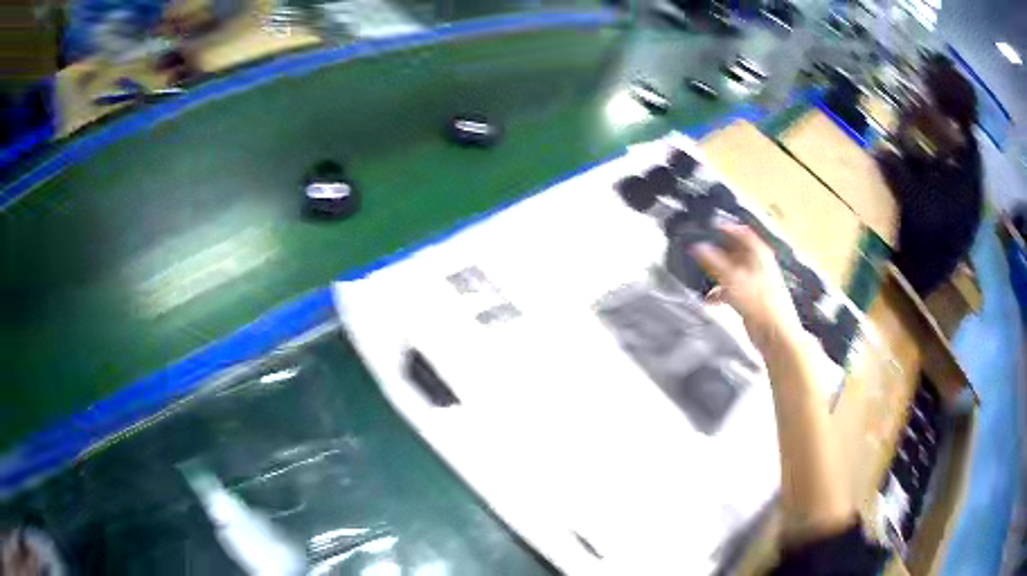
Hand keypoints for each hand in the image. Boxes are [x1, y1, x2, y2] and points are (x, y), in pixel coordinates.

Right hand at [690, 224, 802, 352]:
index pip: (742, 233)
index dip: (726, 228)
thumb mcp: (734, 279)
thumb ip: (714, 262)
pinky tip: (708, 299)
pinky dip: (719, 292)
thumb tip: (696, 246)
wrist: (775, 336)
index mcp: (759, 254)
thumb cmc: (760, 303)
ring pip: (731, 271)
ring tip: (698, 274)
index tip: (707, 227)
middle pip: (735, 252)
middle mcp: (757, 265)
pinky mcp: (749, 300)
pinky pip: (731, 290)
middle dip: (717, 252)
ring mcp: (754, 283)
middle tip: (698, 250)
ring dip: (716, 273)